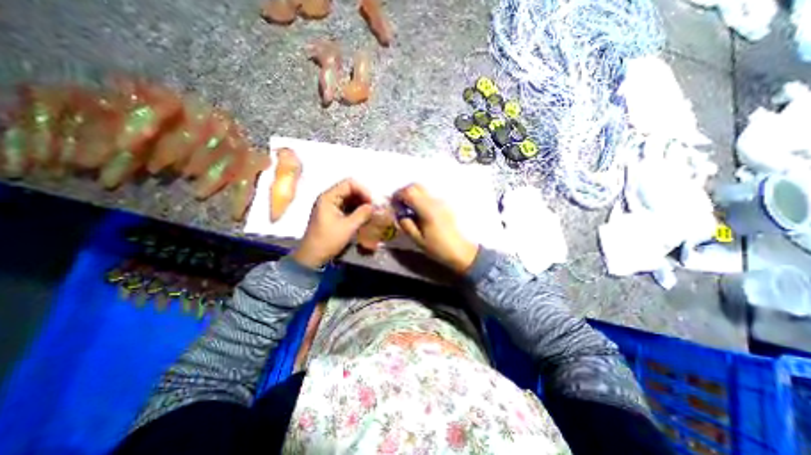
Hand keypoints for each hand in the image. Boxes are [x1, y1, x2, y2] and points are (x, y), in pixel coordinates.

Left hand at [293, 178, 375, 268]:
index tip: (372, 202)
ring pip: (350, 199)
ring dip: (361, 204)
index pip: (349, 184)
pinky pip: (347, 207)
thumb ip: (362, 214)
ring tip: (371, 213)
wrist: (313, 256)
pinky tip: (364, 217)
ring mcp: (330, 206)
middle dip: (363, 197)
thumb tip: (374, 206)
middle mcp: (329, 198)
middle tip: (374, 208)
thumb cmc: (328, 240)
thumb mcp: (348, 227)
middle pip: (350, 190)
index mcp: (328, 197)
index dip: (363, 190)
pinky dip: (357, 210)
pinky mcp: (333, 214)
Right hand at [396, 181, 475, 273]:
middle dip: (404, 192)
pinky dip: (419, 198)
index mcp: (427, 210)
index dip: (398, 195)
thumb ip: (406, 224)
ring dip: (412, 195)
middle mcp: (434, 201)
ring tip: (408, 209)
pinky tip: (418, 212)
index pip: (409, 192)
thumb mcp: (418, 239)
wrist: (460, 250)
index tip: (393, 203)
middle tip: (399, 204)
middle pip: (416, 186)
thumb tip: (399, 214)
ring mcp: (441, 202)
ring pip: (422, 190)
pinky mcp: (444, 204)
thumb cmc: (438, 247)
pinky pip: (428, 196)